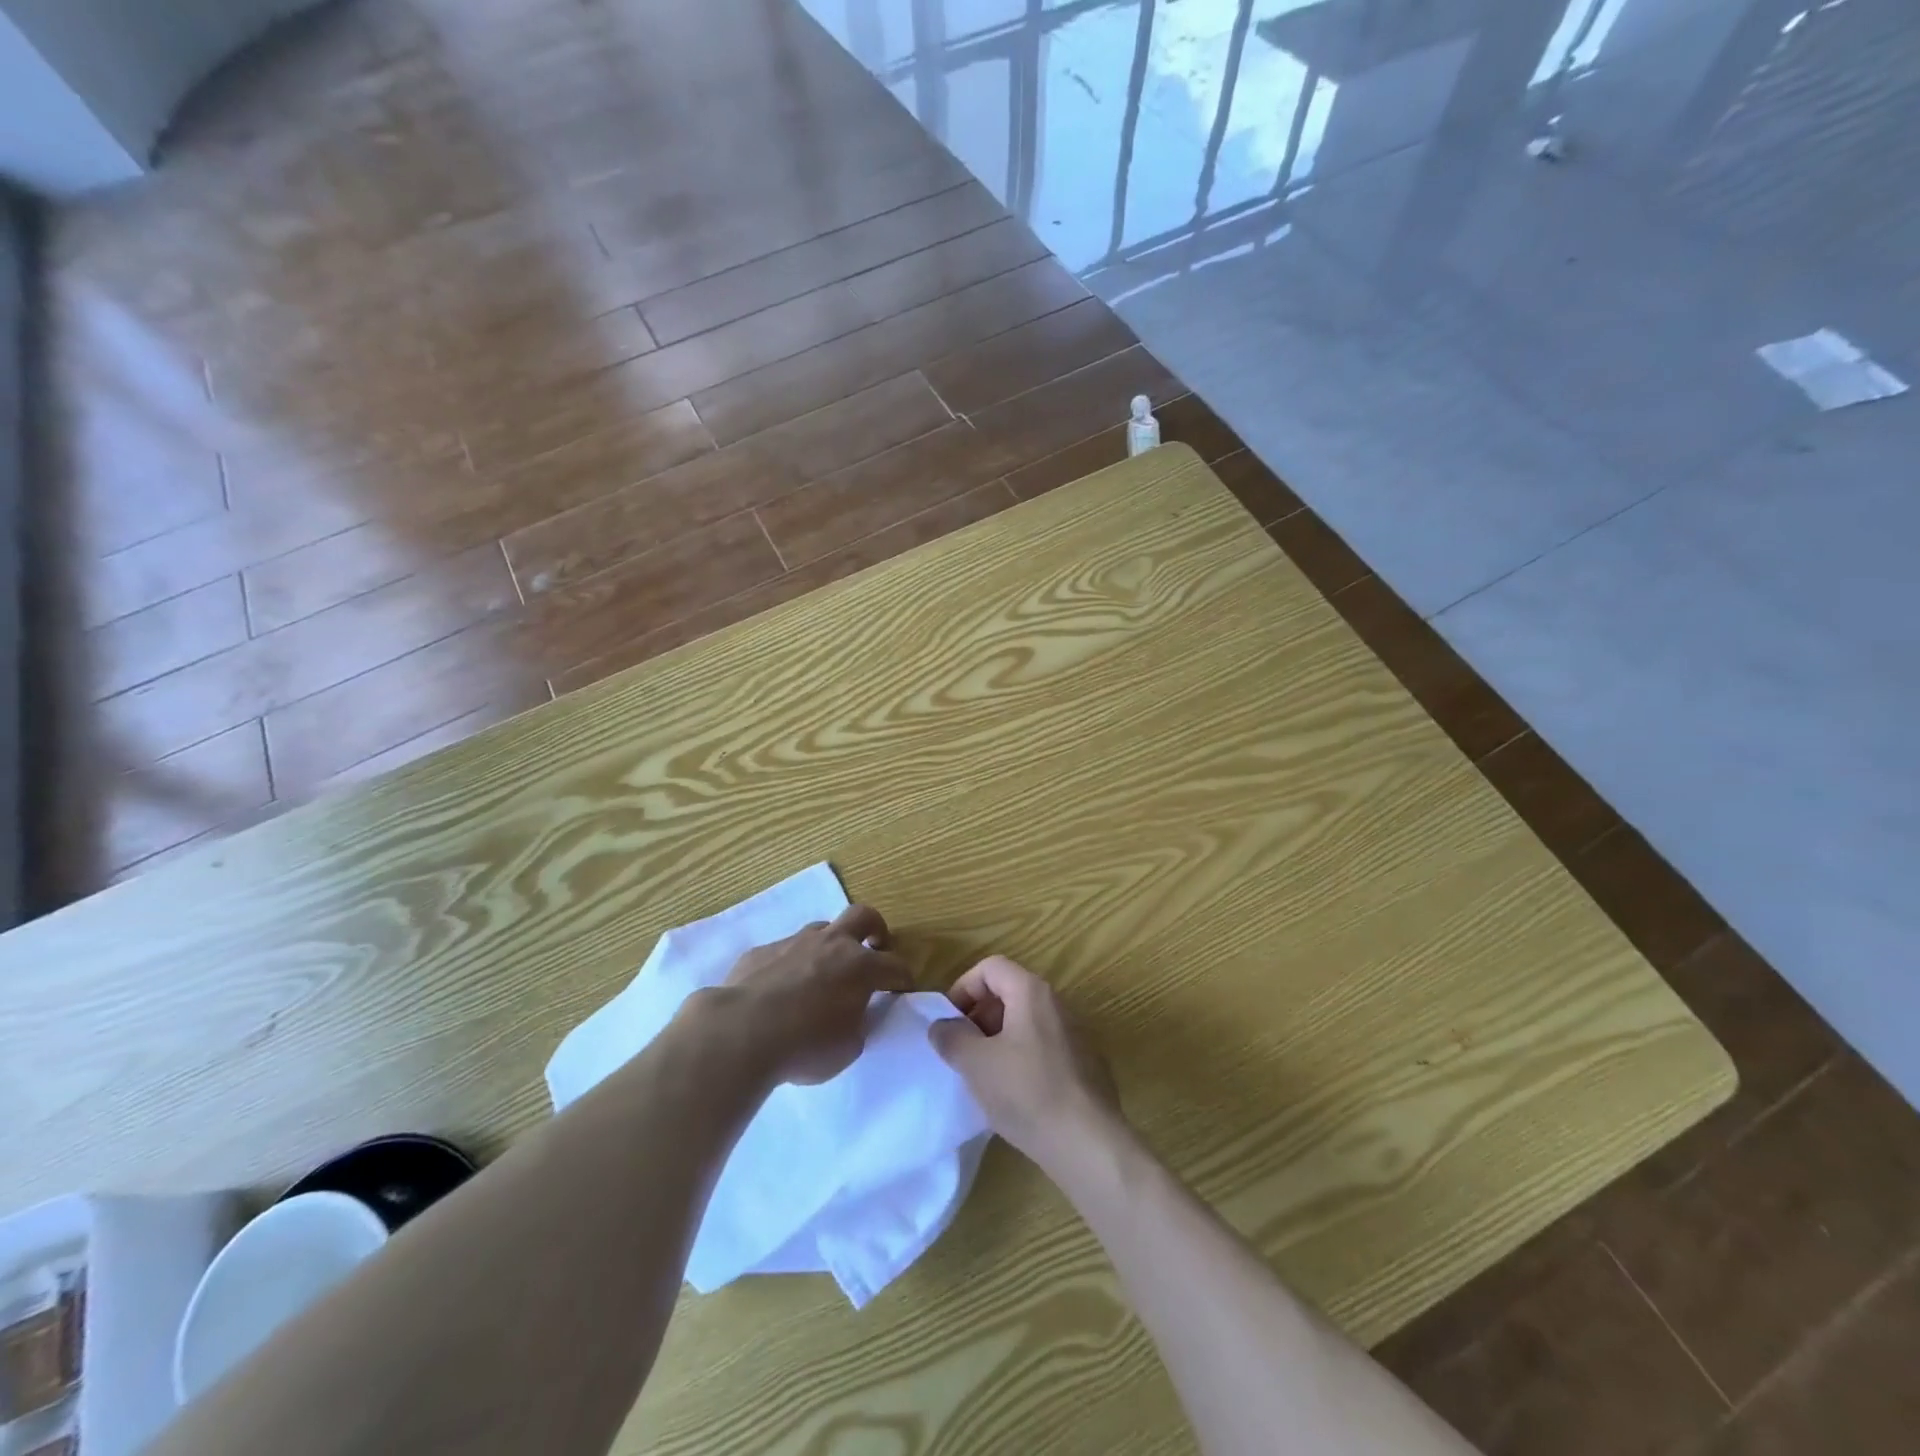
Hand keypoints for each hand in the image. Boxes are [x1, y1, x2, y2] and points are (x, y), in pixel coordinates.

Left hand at [720, 904, 913, 1084]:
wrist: (740, 1033)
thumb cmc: (805, 1046)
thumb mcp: (849, 1047)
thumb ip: (859, 1023)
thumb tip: (856, 1013)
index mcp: (860, 967)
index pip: (895, 965)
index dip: (903, 978)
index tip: (902, 991)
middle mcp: (831, 944)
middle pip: (863, 916)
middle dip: (875, 929)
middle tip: (873, 947)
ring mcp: (794, 942)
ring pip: (821, 930)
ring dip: (829, 945)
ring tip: (822, 973)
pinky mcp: (761, 951)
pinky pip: (784, 950)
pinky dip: (791, 964)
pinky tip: (779, 989)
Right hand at [928, 955, 1120, 1168]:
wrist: (1087, 1143)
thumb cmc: (1027, 1092)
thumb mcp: (976, 1063)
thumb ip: (951, 1037)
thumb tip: (941, 1026)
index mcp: (1032, 992)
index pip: (991, 967)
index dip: (963, 987)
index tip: (949, 1021)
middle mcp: (1057, 1004)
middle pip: (1009, 992)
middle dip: (979, 1015)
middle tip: (962, 1050)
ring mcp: (1075, 1034)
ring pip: (1025, 1022)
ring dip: (998, 1039)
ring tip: (984, 1075)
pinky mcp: (1084, 1064)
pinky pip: (1043, 1046)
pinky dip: (1021, 1058)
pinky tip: (1014, 1094)